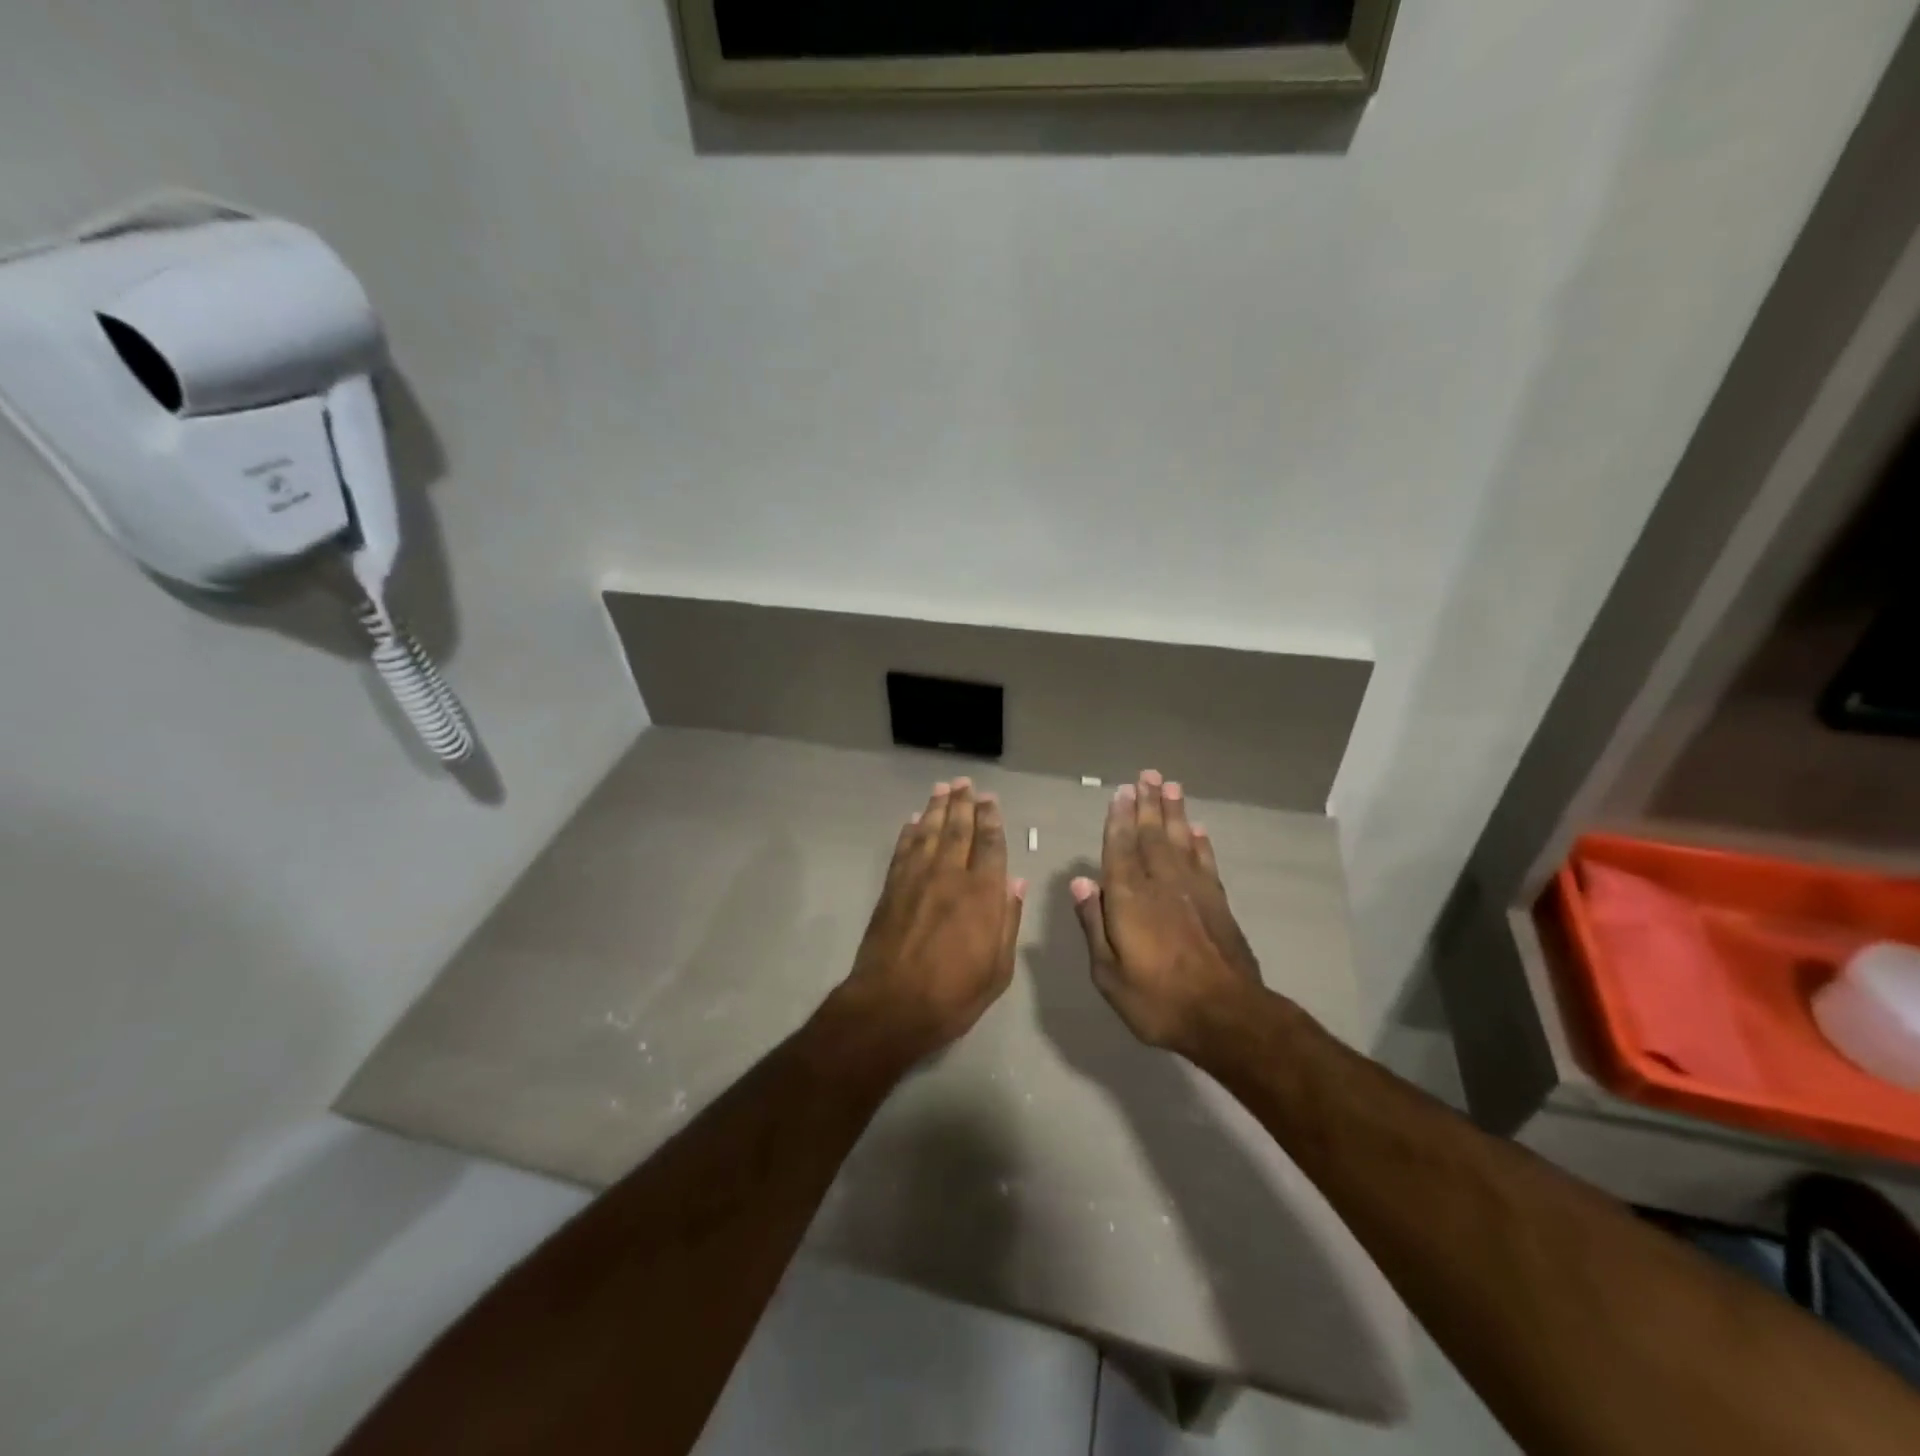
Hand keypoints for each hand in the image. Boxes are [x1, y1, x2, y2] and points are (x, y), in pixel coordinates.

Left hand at [838, 778, 1026, 1065]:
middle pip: (958, 829)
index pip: (989, 844)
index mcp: (981, 893)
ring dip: (937, 808)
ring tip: (943, 788)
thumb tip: (1016, 881)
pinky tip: (914, 820)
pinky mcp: (891, 888)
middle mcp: (949, 876)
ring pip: (929, 832)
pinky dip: (910, 831)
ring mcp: (916, 879)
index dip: (991, 819)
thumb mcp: (998, 968)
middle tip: (966, 783)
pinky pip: (903, 850)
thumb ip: (1008, 920)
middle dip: (964, 804)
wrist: (891, 1005)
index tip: (991, 800)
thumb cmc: (953, 994)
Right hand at [1070, 770, 1265, 1060]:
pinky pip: (1206, 862)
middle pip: (1152, 834)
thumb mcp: (1109, 973)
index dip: (1119, 818)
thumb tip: (1080, 882)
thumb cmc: (1157, 999)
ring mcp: (1193, 890)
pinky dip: (1201, 843)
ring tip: (1171, 787)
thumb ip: (1094, 924)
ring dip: (1174, 813)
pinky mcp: (1218, 903)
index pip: (1120, 847)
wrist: (1226, 1016)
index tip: (1121, 791)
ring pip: (1180, 840)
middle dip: (1148, 803)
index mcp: (1129, 898)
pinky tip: (1198, 830)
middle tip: (1148, 775)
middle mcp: (1161, 883)